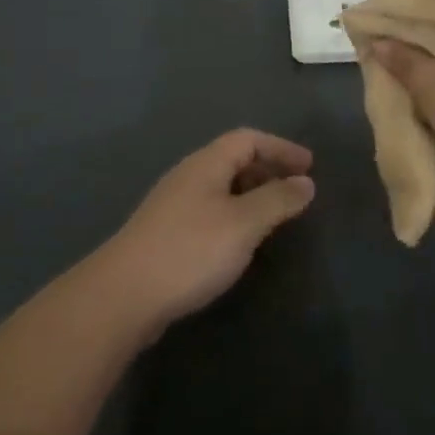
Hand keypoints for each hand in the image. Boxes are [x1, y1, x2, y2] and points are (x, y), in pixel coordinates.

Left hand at [89, 129, 315, 337]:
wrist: (124, 295)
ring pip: (221, 187)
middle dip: (268, 170)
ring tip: (274, 218)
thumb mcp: (243, 224)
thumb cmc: (190, 250)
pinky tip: (240, 242)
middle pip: (233, 159)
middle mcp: (188, 176)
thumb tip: (306, 182)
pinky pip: (210, 210)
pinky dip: (234, 216)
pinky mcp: (166, 233)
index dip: (281, 148)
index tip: (310, 167)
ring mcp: (174, 204)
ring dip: (251, 195)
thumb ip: (277, 200)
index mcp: (206, 164)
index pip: (248, 139)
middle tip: (296, 193)